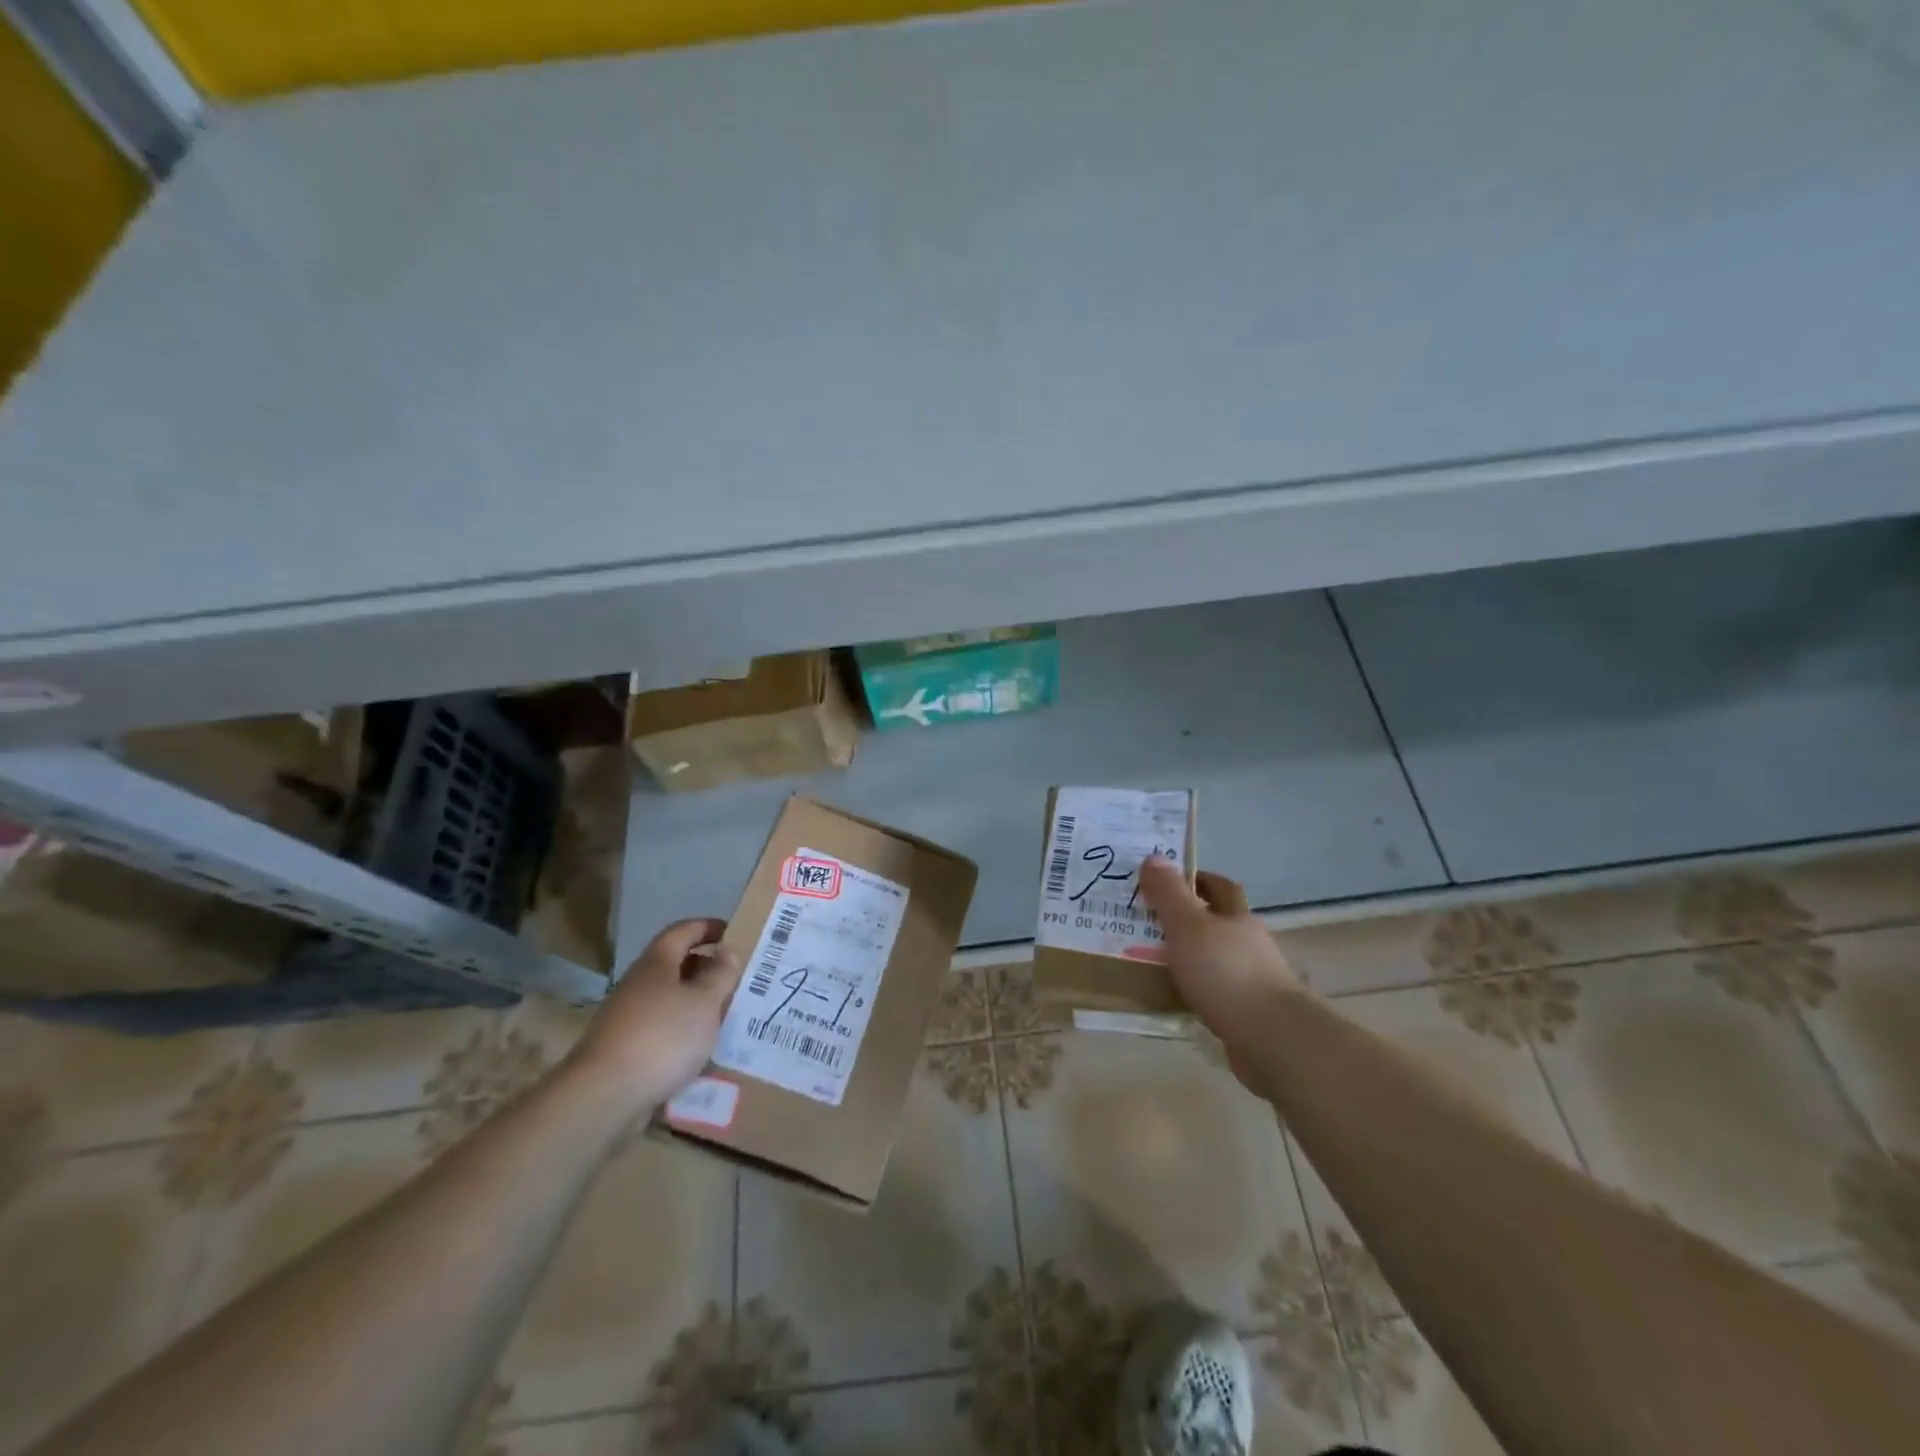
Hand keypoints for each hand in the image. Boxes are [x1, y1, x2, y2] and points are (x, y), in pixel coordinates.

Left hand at [568, 917, 745, 1115]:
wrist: (604, 1096)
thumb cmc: (663, 1036)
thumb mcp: (704, 1001)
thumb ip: (720, 974)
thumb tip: (726, 950)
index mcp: (656, 964)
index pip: (682, 931)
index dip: (707, 927)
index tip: (732, 932)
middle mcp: (638, 984)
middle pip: (674, 965)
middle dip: (705, 968)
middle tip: (736, 977)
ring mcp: (627, 1018)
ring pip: (668, 1000)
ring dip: (695, 1003)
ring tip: (725, 1015)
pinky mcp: (624, 1050)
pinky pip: (661, 1029)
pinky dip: (682, 1032)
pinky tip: (700, 1049)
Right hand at [1137, 858, 1301, 1091]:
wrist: (1271, 1038)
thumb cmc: (1225, 972)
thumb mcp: (1188, 925)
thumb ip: (1169, 893)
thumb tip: (1154, 856)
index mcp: (1237, 917)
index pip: (1220, 887)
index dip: (1197, 879)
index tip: (1168, 880)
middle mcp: (1249, 944)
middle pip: (1219, 923)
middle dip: (1190, 919)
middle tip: (1151, 920)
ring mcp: (1253, 980)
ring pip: (1216, 958)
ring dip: (1192, 957)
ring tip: (1154, 960)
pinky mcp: (1249, 1014)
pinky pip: (1216, 992)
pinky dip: (1197, 990)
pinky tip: (1176, 997)